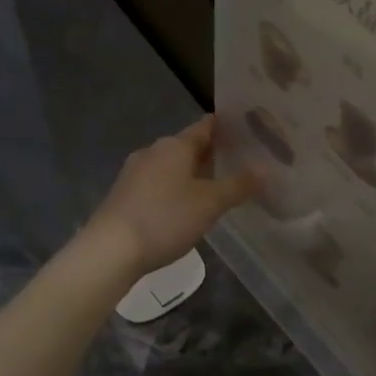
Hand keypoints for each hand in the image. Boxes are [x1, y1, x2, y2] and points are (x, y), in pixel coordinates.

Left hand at [84, 116, 258, 281]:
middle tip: (243, 162)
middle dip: (213, 153)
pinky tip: (187, 206)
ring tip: (219, 186)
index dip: (228, 127)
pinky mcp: (125, 195)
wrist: (111, 249)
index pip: (206, 126)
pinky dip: (177, 188)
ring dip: (194, 173)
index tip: (249, 130)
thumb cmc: (165, 219)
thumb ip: (238, 185)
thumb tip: (264, 169)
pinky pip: (159, 184)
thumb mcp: (210, 204)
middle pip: (189, 146)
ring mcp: (135, 173)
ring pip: (173, 166)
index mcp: (174, 145)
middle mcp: (153, 151)